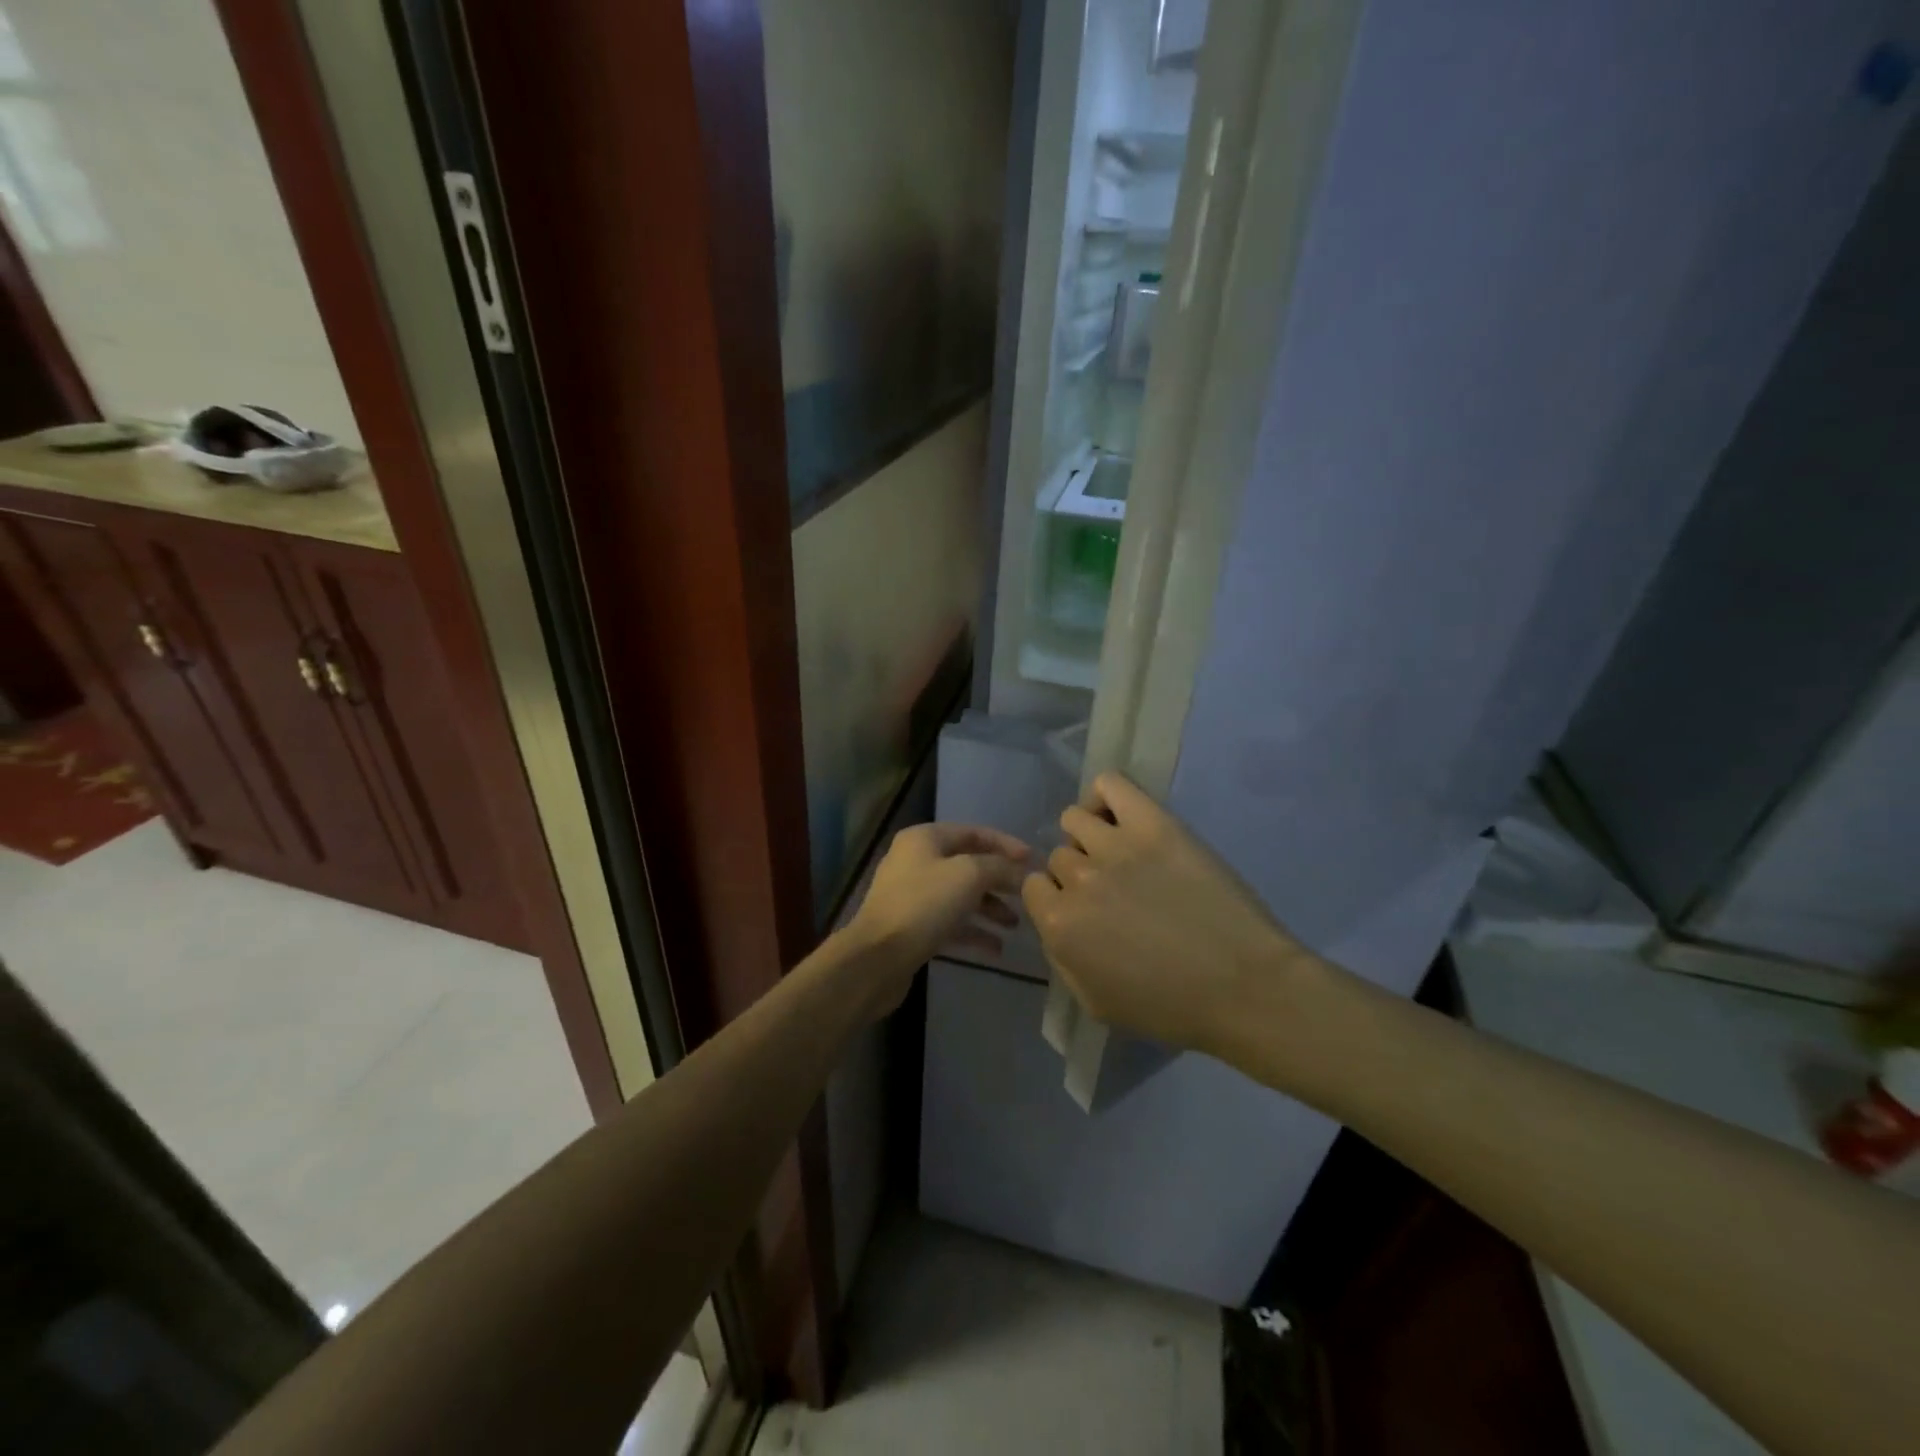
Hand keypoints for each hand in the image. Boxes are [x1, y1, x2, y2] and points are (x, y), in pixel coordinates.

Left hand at [845, 823, 1030, 1009]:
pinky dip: (973, 932)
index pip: (974, 832)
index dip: (1006, 845)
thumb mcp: (969, 876)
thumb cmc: (924, 905)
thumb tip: (1021, 872)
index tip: (1034, 862)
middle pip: (968, 865)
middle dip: (999, 881)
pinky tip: (996, 948)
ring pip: (961, 896)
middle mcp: (916, 861)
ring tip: (1015, 925)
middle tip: (1028, 895)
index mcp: (925, 839)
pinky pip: (950, 923)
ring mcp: (912, 895)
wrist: (877, 958)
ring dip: (990, 908)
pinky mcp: (912, 927)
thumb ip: (999, 868)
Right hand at [1022, 773, 1312, 1054]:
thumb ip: (1062, 959)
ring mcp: (1115, 845)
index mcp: (1059, 924)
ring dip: (1089, 837)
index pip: (1035, 886)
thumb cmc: (1172, 1008)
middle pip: (1059, 856)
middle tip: (1115, 891)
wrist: (1244, 987)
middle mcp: (1078, 878)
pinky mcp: (1153, 824)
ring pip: (1075, 818)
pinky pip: (1109, 784)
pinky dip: (1105, 796)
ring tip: (1120, 854)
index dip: (1058, 899)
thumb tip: (1058, 923)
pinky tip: (1122, 819)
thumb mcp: (1096, 1004)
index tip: (1086, 911)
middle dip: (1078, 874)